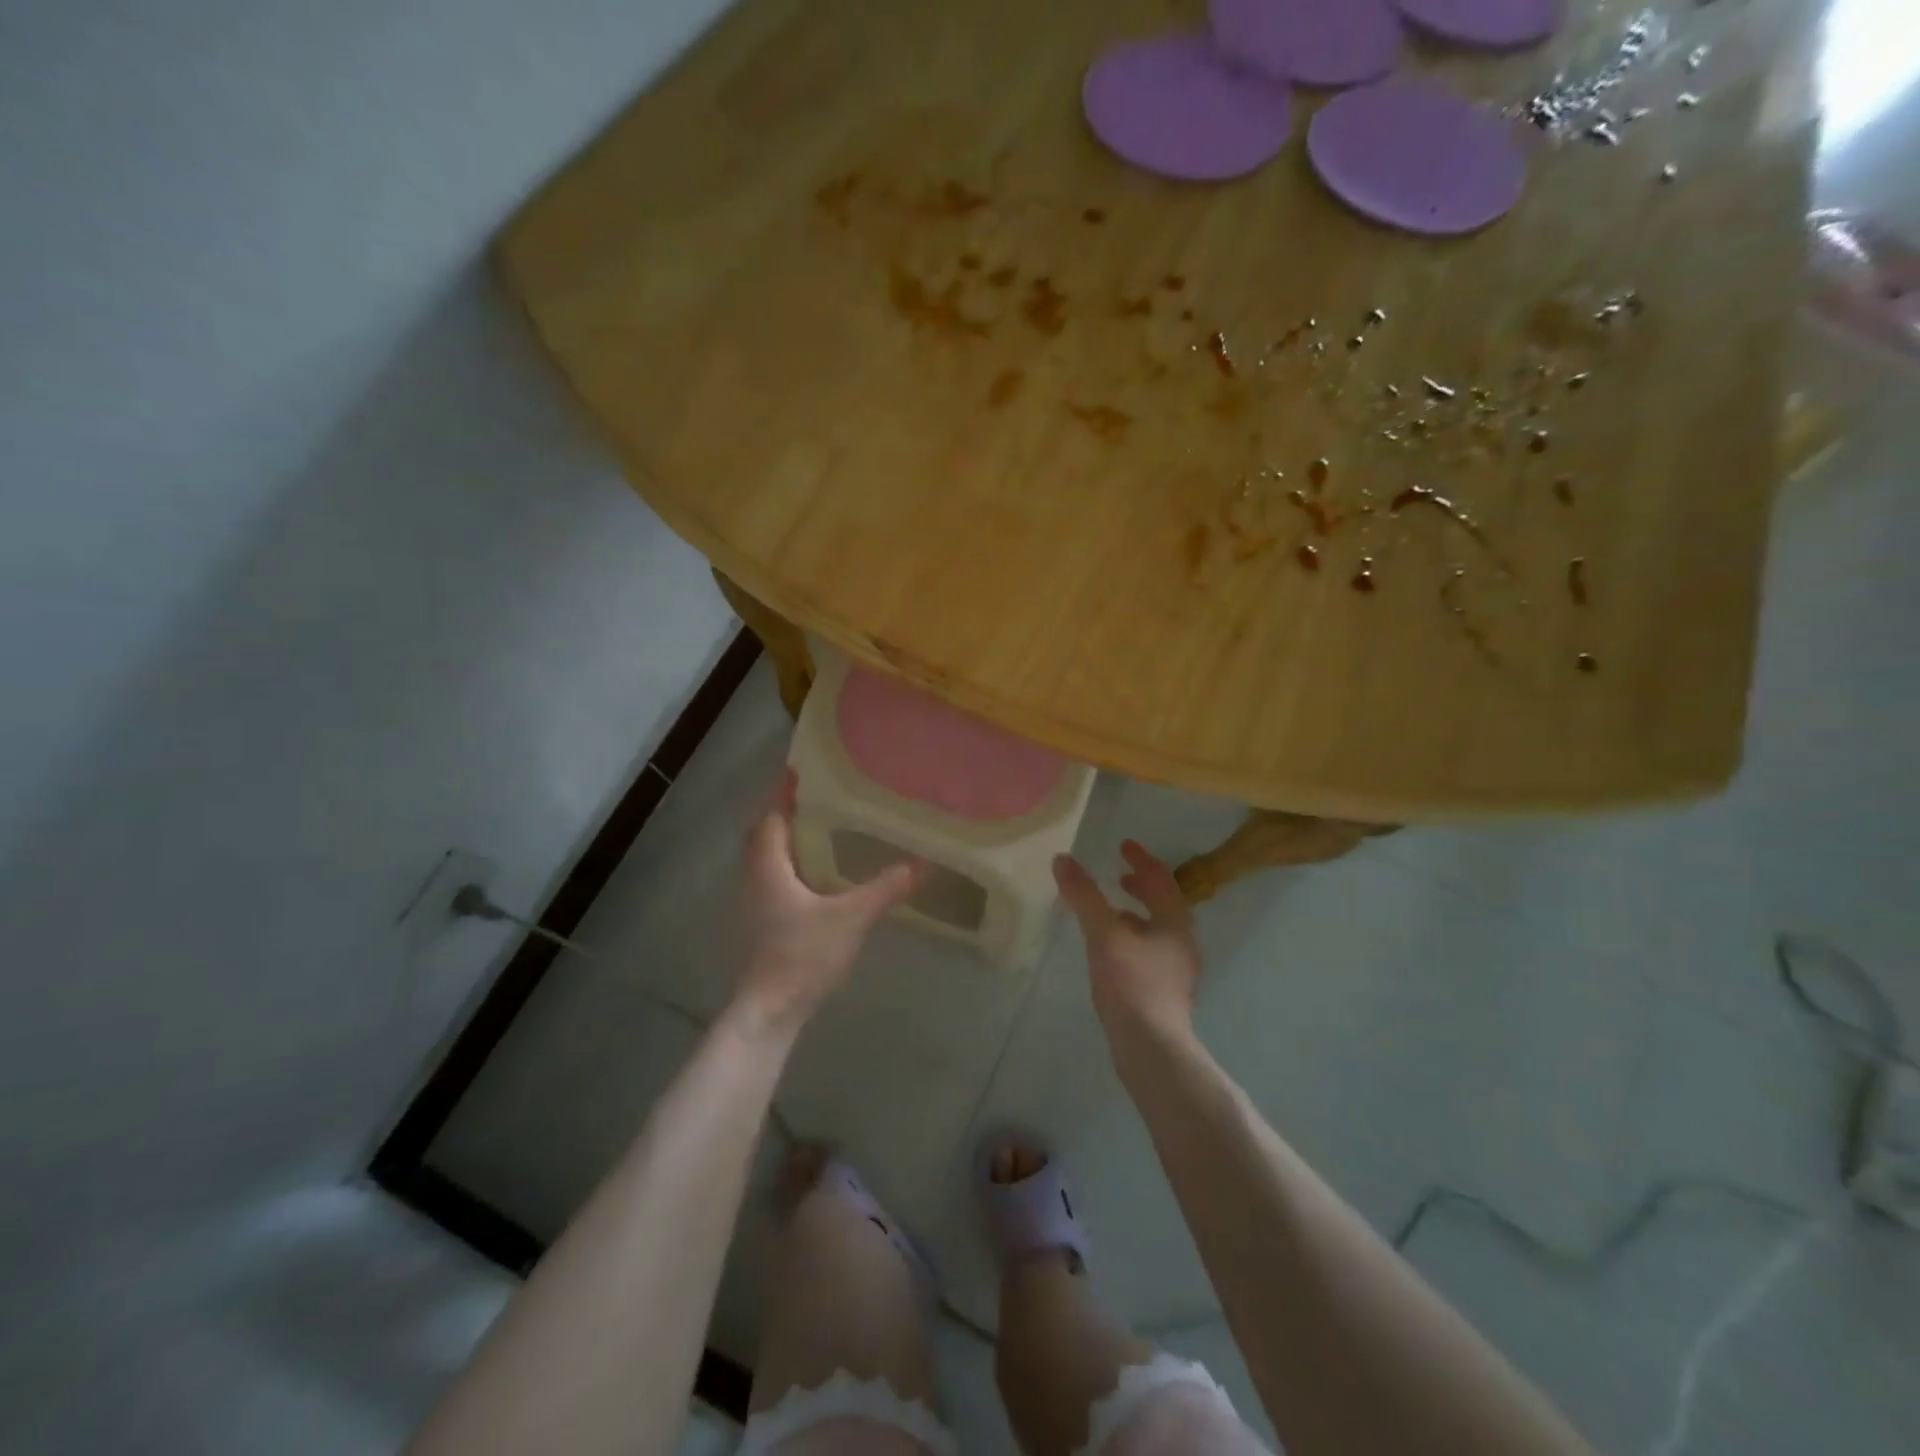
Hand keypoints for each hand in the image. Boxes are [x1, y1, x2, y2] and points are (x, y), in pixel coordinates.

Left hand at [731, 770, 920, 1037]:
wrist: (769, 1012)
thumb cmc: (802, 956)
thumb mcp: (851, 919)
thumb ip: (884, 890)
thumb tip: (919, 864)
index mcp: (769, 868)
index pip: (771, 817)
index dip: (782, 792)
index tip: (799, 770)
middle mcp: (755, 879)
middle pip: (763, 835)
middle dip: (784, 812)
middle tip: (814, 796)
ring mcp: (754, 904)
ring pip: (765, 858)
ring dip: (785, 839)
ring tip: (818, 827)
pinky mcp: (761, 923)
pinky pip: (772, 878)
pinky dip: (788, 864)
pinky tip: (815, 873)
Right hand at [1053, 841, 1201, 1041]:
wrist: (1152, 1048)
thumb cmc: (1132, 984)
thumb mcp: (1103, 934)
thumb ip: (1084, 896)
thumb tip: (1063, 859)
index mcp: (1175, 921)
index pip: (1161, 878)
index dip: (1141, 859)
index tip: (1123, 845)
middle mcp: (1183, 942)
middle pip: (1164, 903)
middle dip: (1141, 887)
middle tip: (1119, 875)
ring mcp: (1177, 970)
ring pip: (1157, 929)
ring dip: (1136, 913)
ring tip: (1110, 912)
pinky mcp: (1166, 992)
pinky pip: (1150, 950)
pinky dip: (1133, 937)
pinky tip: (1111, 951)